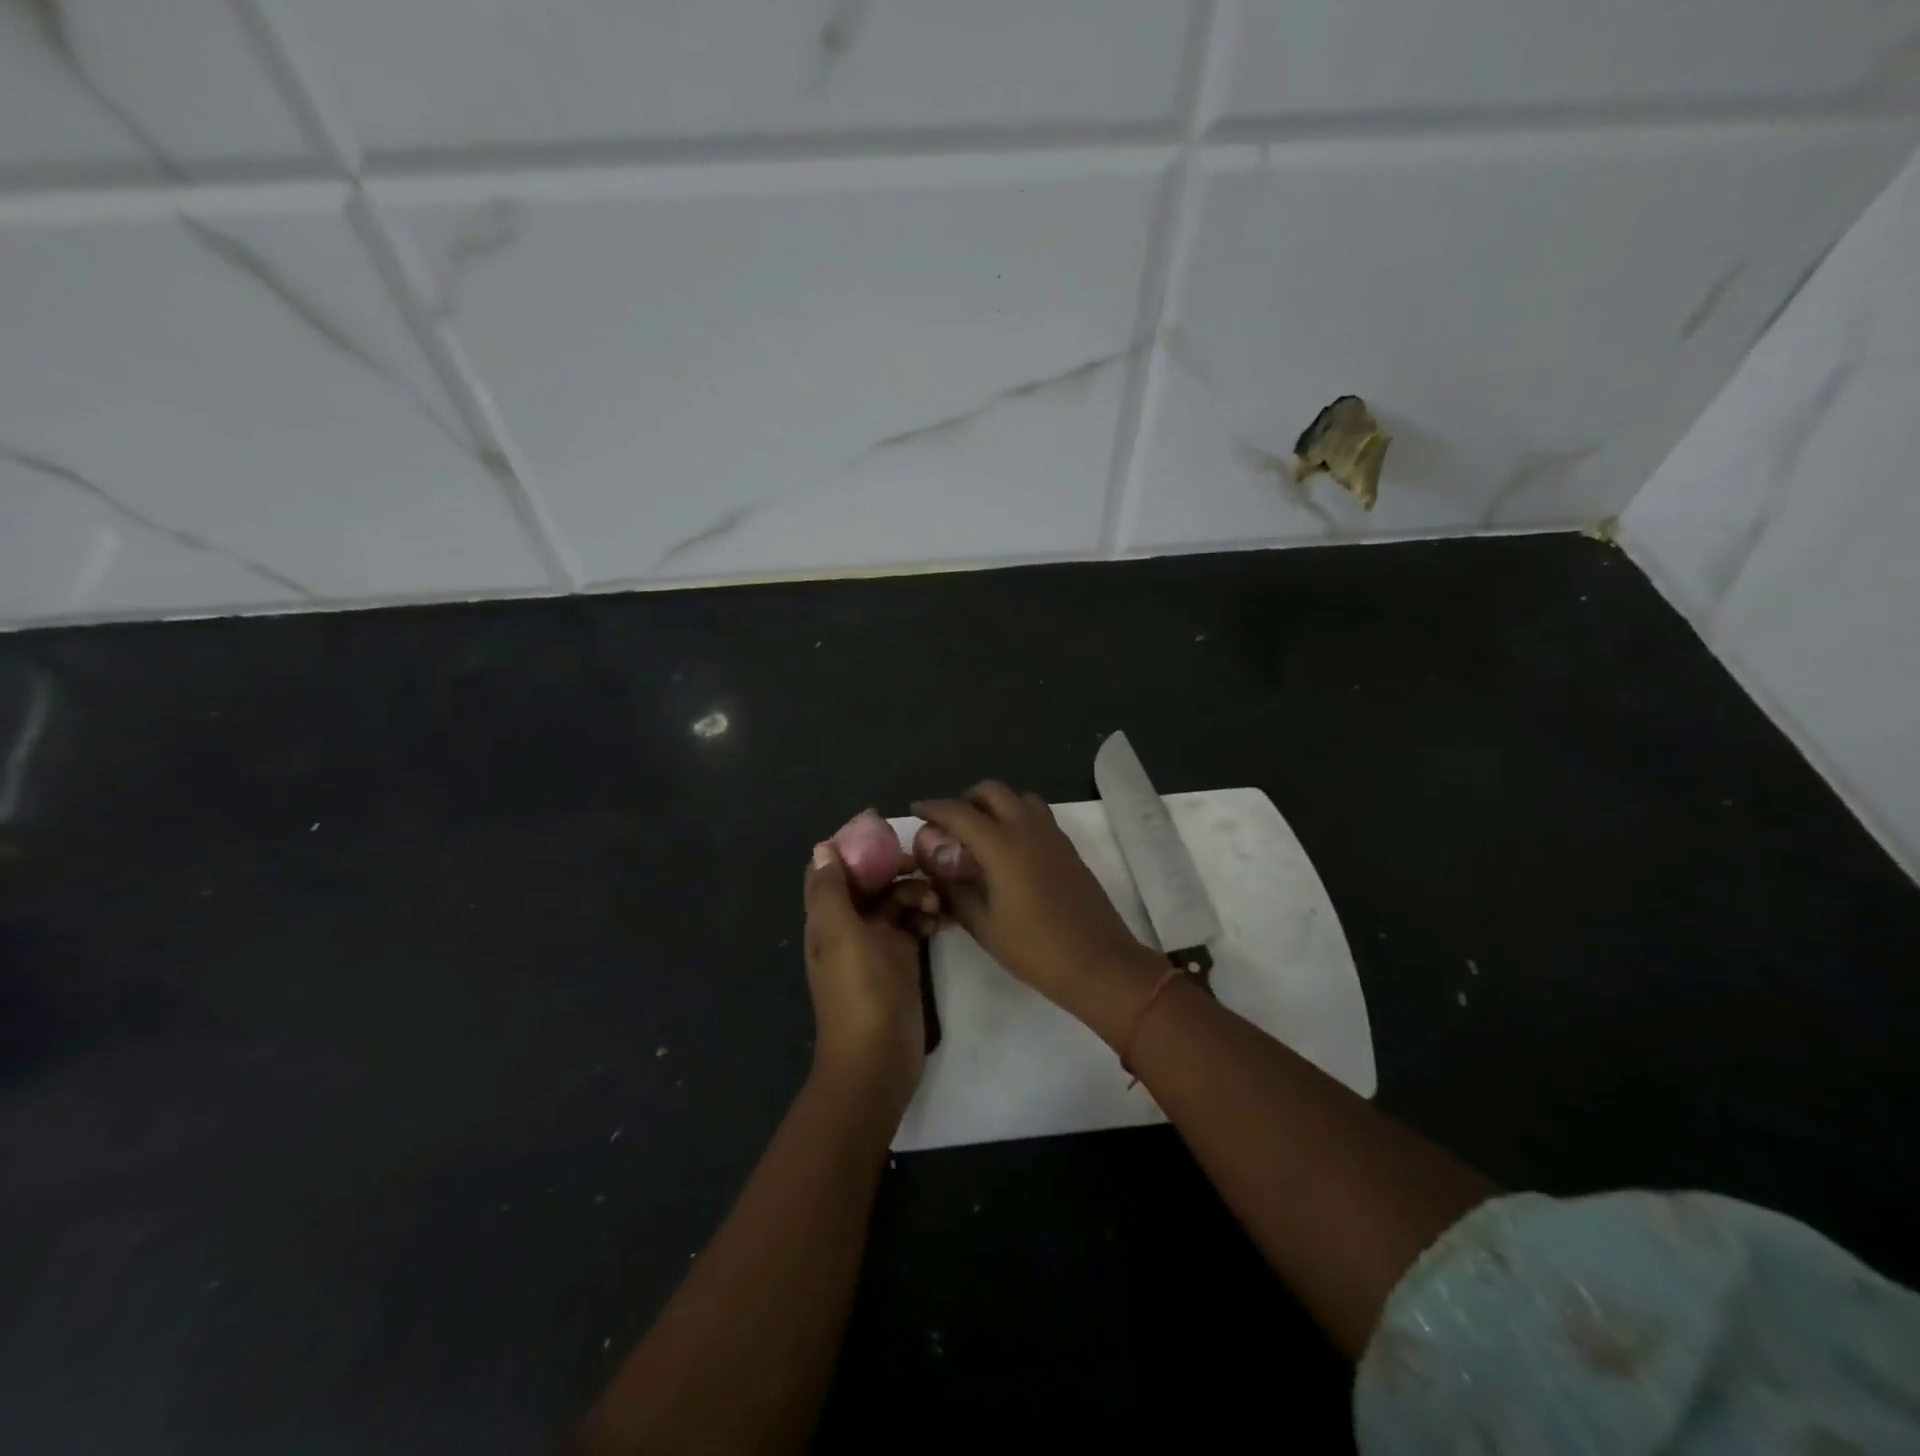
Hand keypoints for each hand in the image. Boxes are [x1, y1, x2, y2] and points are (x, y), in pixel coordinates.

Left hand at [802, 842, 938, 1105]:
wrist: (878, 1059)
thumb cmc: (858, 992)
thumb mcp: (841, 935)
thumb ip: (832, 891)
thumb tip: (823, 846)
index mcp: (827, 918)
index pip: (830, 870)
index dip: (850, 848)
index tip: (882, 835)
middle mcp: (849, 925)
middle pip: (868, 881)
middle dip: (892, 869)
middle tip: (921, 866)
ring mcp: (877, 943)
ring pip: (894, 900)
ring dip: (915, 892)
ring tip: (936, 902)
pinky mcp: (902, 958)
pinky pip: (913, 923)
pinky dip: (925, 915)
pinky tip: (940, 921)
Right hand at [911, 782, 1160, 1014]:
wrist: (1099, 963)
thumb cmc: (1035, 949)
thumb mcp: (984, 925)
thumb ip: (955, 892)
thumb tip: (937, 872)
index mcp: (1003, 846)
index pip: (959, 813)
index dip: (934, 808)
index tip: (916, 810)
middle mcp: (1028, 829)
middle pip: (992, 791)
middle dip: (966, 799)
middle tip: (950, 824)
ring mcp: (1053, 836)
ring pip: (1019, 798)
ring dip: (996, 804)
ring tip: (980, 833)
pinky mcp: (1068, 848)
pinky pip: (1037, 816)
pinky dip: (1016, 817)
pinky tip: (1009, 850)